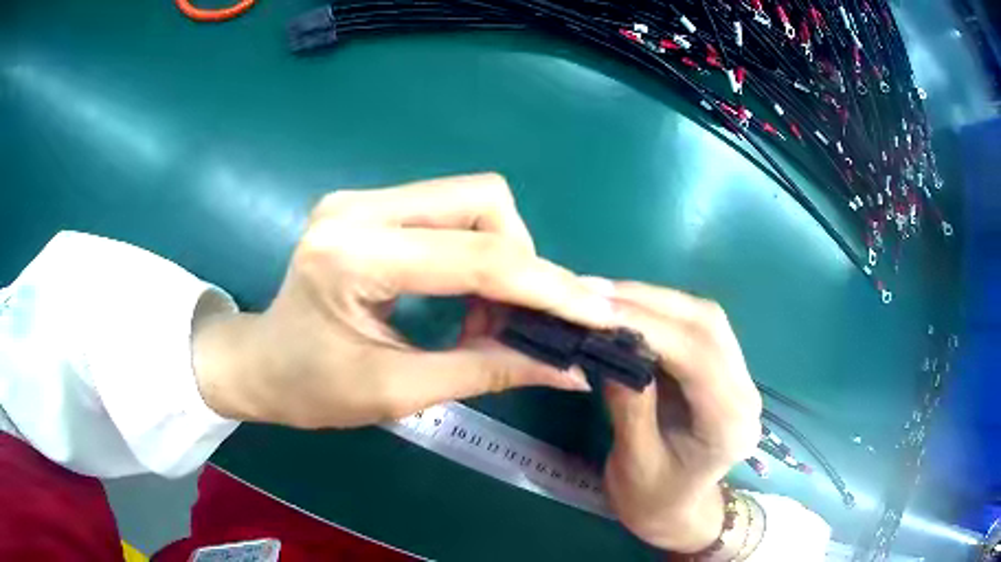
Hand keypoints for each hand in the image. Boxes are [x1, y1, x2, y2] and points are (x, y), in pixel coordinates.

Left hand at [191, 173, 616, 428]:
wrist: (259, 364)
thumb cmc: (311, 390)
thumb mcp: (398, 392)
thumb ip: (488, 371)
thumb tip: (570, 370)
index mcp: (352, 256)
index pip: (474, 257)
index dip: (546, 286)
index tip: (596, 314)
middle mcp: (357, 208)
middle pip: (482, 200)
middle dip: (522, 262)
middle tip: (517, 321)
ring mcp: (360, 198)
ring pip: (472, 199)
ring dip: (500, 256)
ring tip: (485, 316)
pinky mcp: (368, 205)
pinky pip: (449, 210)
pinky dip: (475, 251)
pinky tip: (463, 295)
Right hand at [600, 282, 761, 552]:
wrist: (680, 513)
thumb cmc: (653, 501)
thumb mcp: (633, 463)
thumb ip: (629, 406)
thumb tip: (610, 347)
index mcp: (728, 424)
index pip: (698, 356)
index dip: (650, 325)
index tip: (599, 309)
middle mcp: (744, 392)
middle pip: (707, 324)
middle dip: (650, 301)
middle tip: (595, 292)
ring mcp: (739, 377)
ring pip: (704, 318)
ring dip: (654, 301)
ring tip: (605, 296)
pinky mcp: (724, 370)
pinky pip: (696, 328)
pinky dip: (660, 313)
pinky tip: (628, 310)